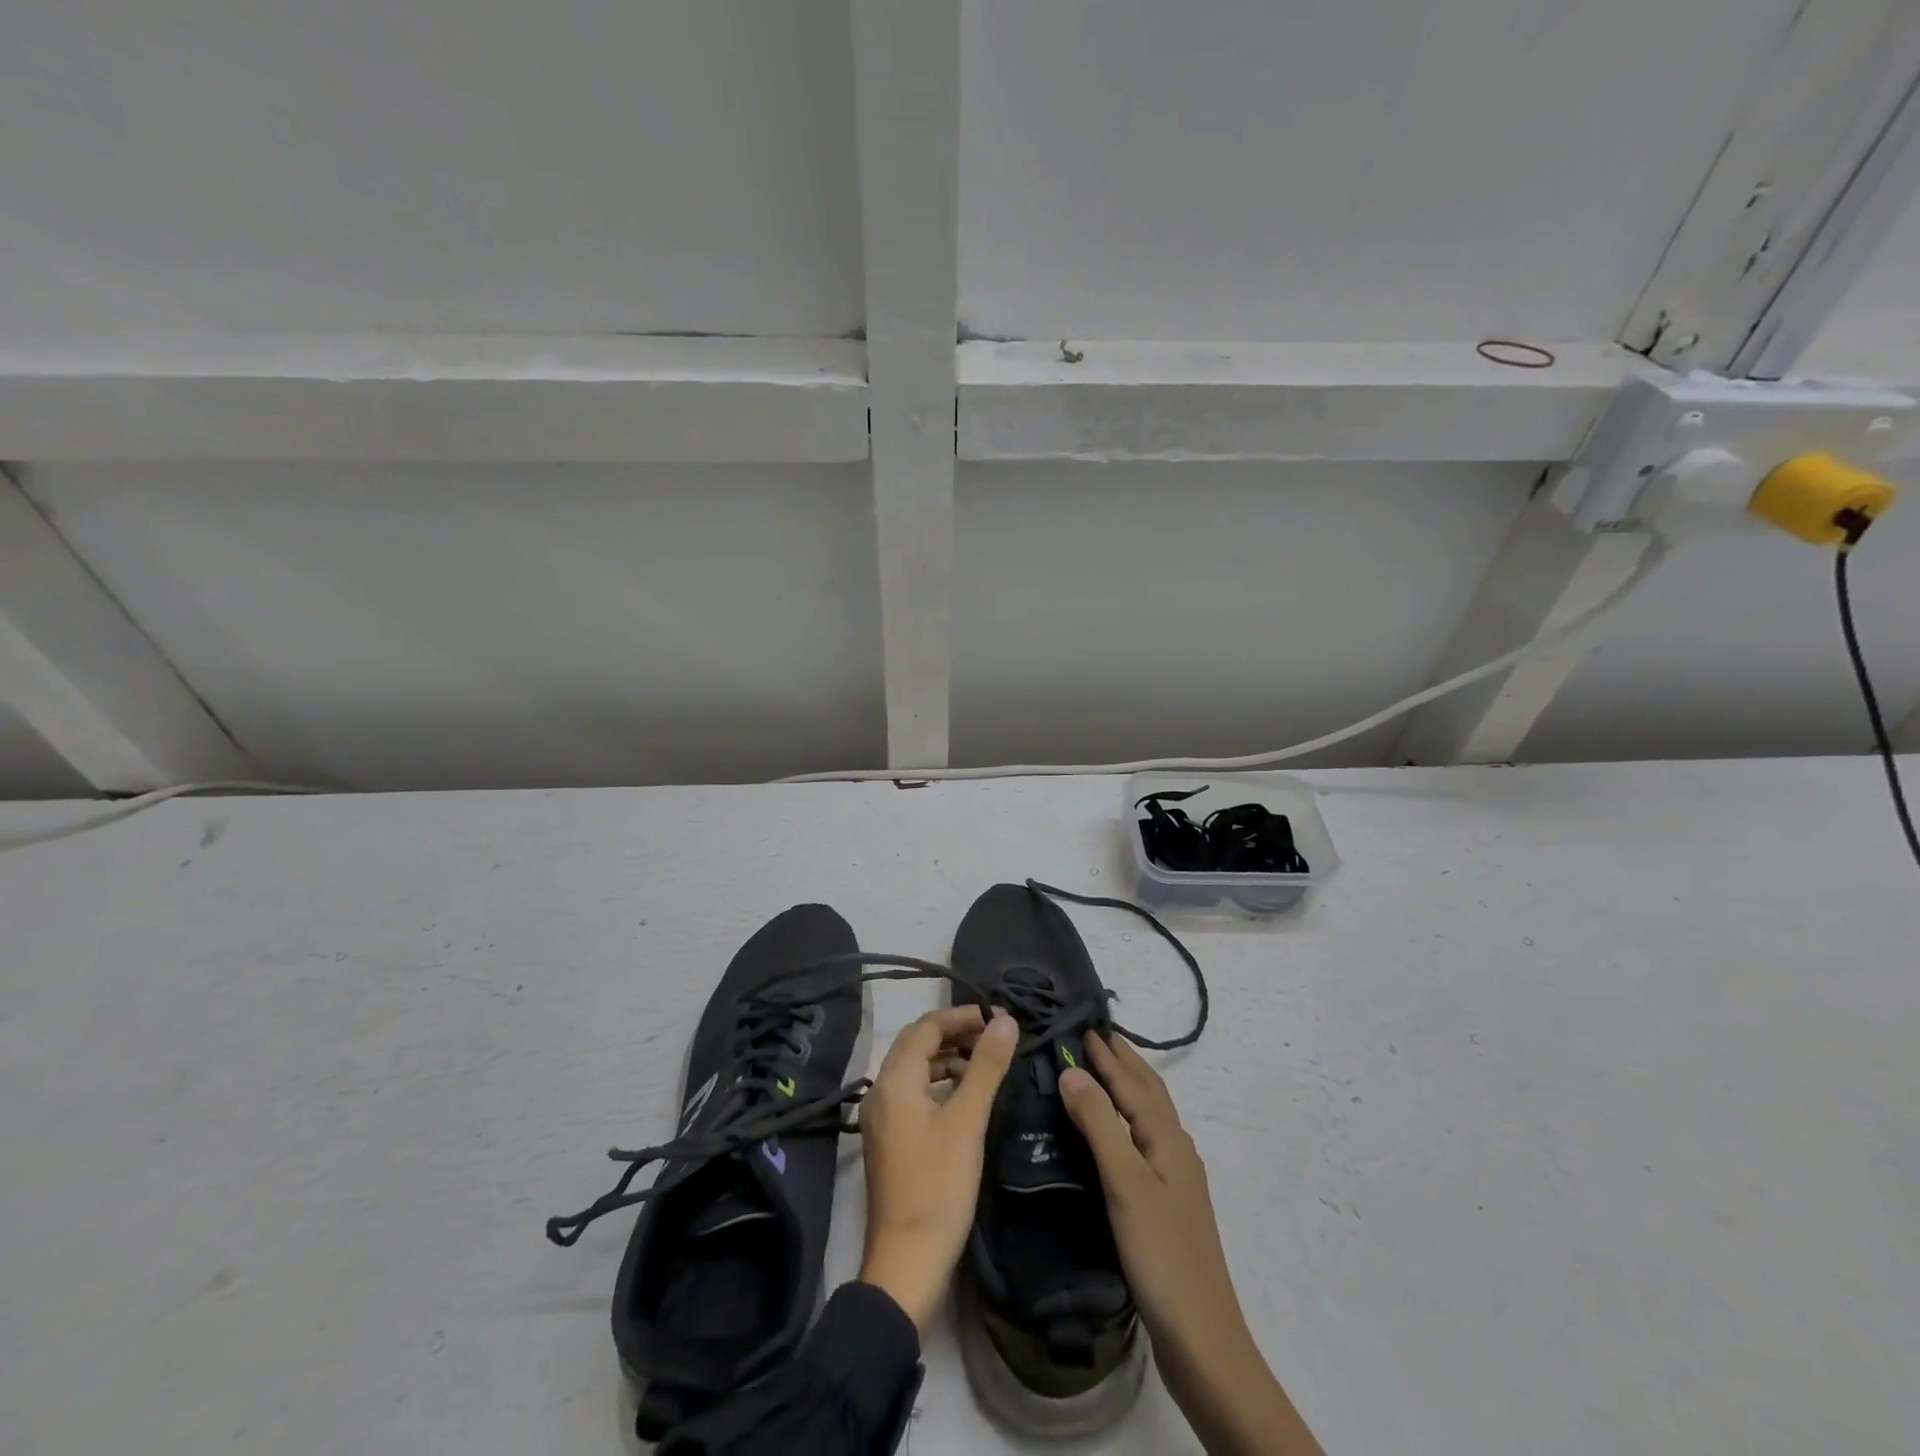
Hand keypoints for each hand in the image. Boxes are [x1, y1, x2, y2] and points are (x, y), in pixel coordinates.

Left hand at [857, 1005, 1017, 1332]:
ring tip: (985, 1064)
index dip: (961, 1016)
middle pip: (916, 1045)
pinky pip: (913, 1094)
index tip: (997, 1018)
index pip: (926, 1027)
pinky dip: (939, 1084)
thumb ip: (986, 1067)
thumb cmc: (938, 1187)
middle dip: (955, 1034)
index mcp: (894, 1081)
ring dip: (947, 1059)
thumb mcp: (967, 1122)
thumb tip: (1005, 1021)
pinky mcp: (889, 1140)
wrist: (907, 1264)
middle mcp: (880, 1092)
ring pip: (915, 1070)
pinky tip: (965, 1098)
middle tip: (994, 1036)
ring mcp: (881, 1118)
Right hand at [1061, 1034, 1322, 1455]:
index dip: (1107, 1054)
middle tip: (1095, 1034)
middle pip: (1149, 1092)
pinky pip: (1143, 1139)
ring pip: (1148, 1115)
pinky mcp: (1167, 1203)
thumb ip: (1099, 1123)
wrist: (1202, 1339)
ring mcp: (1175, 1177)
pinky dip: (1126, 1118)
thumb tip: (1072, 1069)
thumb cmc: (1162, 1254)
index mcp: (1167, 1138)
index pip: (1132, 1082)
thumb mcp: (1125, 1183)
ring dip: (1127, 1086)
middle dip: (1123, 1060)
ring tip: (1102, 1069)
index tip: (1082, 1024)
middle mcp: (1175, 1148)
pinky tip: (1116, 1132)